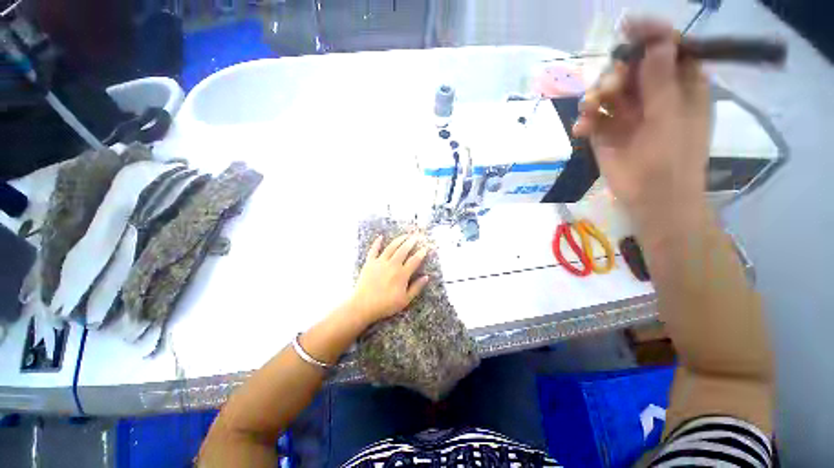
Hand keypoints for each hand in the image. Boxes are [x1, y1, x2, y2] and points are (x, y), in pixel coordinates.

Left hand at [350, 234, 429, 323]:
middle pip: (403, 250)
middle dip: (411, 242)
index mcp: (402, 274)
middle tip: (416, 237)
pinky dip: (377, 243)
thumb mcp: (405, 300)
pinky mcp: (370, 263)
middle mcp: (392, 265)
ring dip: (399, 240)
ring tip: (405, 235)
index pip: (414, 260)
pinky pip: (374, 250)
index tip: (425, 248)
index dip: (421, 253)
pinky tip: (380, 237)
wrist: (363, 306)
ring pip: (391, 247)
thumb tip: (426, 277)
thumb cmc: (386, 305)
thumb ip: (416, 288)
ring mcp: (380, 262)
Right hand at [573, 18, 710, 223]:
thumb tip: (658, 42)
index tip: (627, 27)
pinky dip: (584, 120)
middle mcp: (653, 94)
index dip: (650, 34)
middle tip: (609, 88)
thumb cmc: (671, 159)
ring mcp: (627, 114)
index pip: (667, 48)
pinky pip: (591, 117)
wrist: (651, 198)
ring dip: (595, 96)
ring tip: (591, 110)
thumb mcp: (671, 117)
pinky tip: (581, 129)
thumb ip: (663, 80)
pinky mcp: (606, 132)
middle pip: (631, 67)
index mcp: (680, 86)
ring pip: (606, 90)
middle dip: (616, 72)